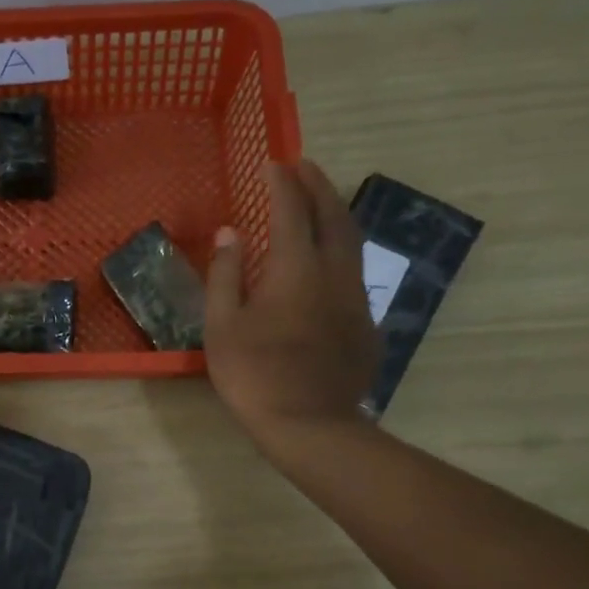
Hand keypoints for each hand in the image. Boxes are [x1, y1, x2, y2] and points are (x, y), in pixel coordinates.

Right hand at [205, 160, 379, 445]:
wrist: (310, 425)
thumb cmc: (254, 374)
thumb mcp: (222, 326)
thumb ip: (225, 274)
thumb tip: (231, 233)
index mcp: (295, 269)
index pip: (291, 211)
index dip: (282, 183)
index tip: (272, 163)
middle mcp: (334, 274)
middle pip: (334, 216)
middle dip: (318, 186)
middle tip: (304, 166)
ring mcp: (356, 299)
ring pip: (352, 242)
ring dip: (335, 214)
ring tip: (319, 202)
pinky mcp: (366, 324)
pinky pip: (355, 273)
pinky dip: (341, 251)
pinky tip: (327, 263)